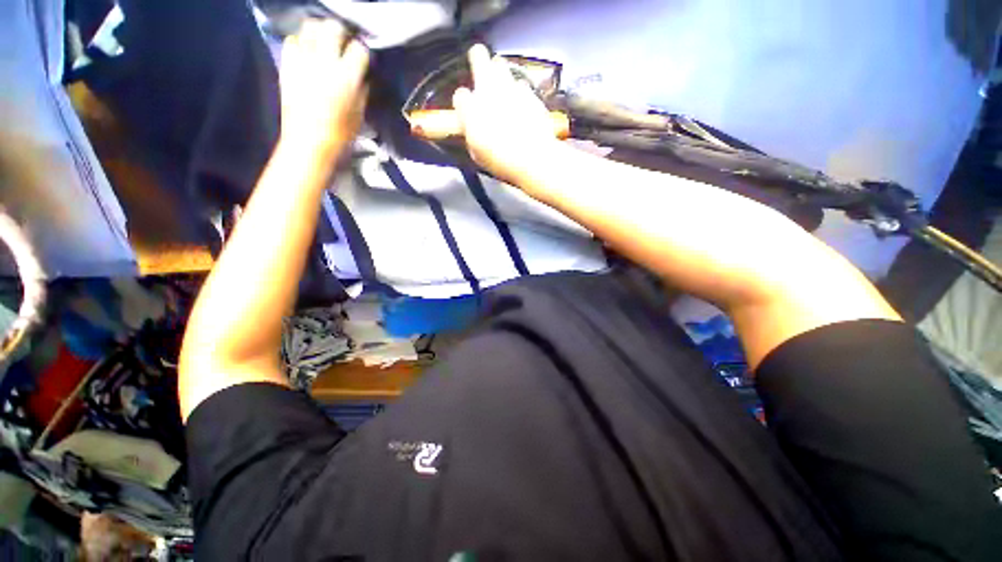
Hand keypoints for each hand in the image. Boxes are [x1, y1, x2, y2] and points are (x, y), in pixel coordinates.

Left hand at [279, 19, 369, 158]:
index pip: (359, 49)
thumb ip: (362, 89)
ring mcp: (303, 61)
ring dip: (320, 32)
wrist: (308, 143)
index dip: (362, 52)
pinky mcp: (287, 65)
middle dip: (340, 32)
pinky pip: (293, 41)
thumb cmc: (340, 133)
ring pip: (310, 27)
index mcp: (347, 77)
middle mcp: (324, 62)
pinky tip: (307, 54)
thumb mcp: (360, 113)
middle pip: (333, 27)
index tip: (362, 59)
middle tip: (343, 44)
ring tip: (324, 45)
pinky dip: (301, 43)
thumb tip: (361, 74)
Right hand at [446, 45, 562, 183]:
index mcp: (471, 108)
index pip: (460, 95)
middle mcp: (489, 89)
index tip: (467, 110)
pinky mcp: (531, 93)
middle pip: (479, 56)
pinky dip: (520, 92)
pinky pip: (522, 85)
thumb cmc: (500, 160)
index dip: (463, 102)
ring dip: (500, 73)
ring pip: (502, 65)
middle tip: (480, 68)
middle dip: (478, 60)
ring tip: (503, 89)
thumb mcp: (477, 154)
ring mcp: (512, 87)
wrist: (532, 158)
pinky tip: (522, 106)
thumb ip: (472, 134)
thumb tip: (472, 128)